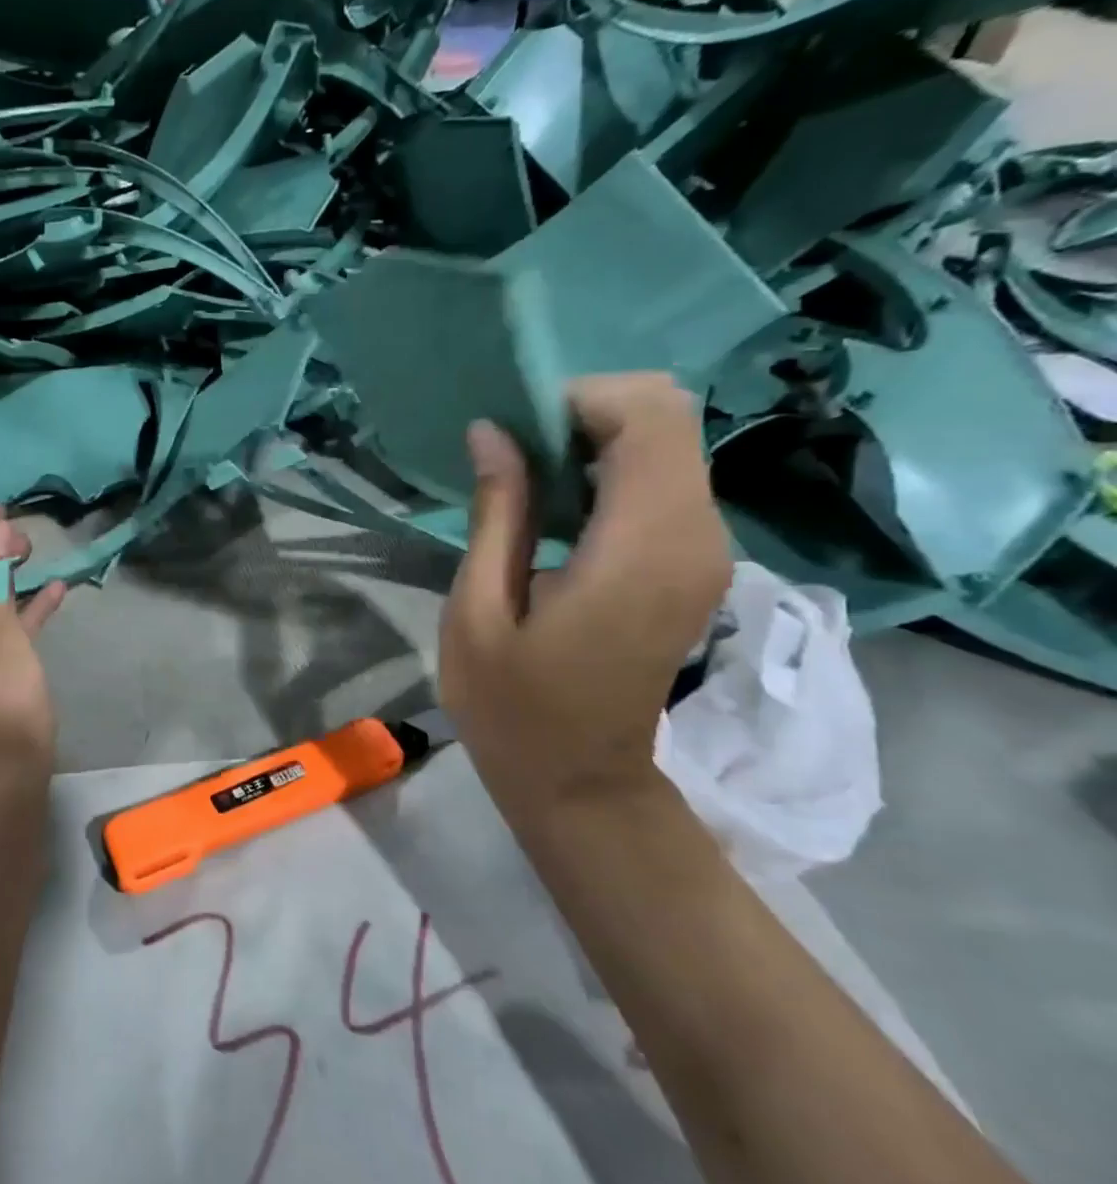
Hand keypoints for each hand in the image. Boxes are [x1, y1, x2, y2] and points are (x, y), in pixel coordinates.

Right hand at [438, 374, 731, 809]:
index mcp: (641, 547)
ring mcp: (704, 550)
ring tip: (527, 483)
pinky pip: (664, 481)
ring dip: (597, 442)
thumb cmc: (513, 707)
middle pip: (668, 417)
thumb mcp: (479, 610)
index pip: (649, 416)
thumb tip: (493, 431)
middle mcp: (695, 536)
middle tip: (515, 456)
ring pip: (669, 443)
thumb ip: (497, 513)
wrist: (580, 782)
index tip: (514, 436)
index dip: (579, 401)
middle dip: (586, 414)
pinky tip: (559, 511)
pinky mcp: (694, 563)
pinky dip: (612, 471)